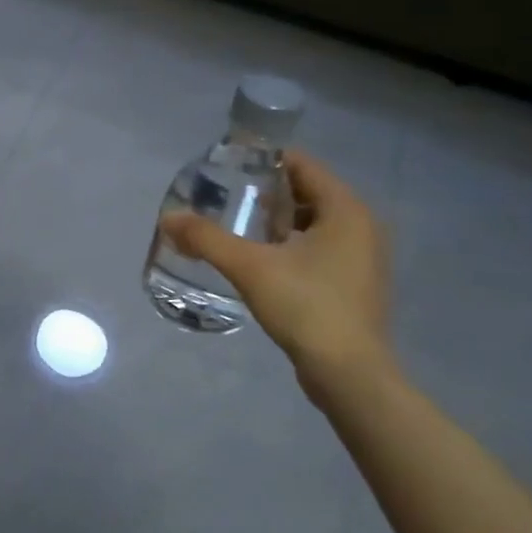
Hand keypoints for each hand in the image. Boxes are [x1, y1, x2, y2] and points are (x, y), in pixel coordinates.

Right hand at [161, 149, 391, 389]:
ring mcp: (363, 257)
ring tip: (239, 227)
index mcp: (346, 210)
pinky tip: (261, 260)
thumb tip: (168, 218)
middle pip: (309, 193)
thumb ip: (207, 238)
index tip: (230, 165)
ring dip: (279, 221)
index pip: (304, 166)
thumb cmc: (306, 307)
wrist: (348, 373)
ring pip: (314, 223)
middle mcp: (362, 226)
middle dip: (268, 192)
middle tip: (227, 197)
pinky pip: (320, 248)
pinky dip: (292, 245)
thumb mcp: (250, 267)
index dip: (266, 160)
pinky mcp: (355, 283)